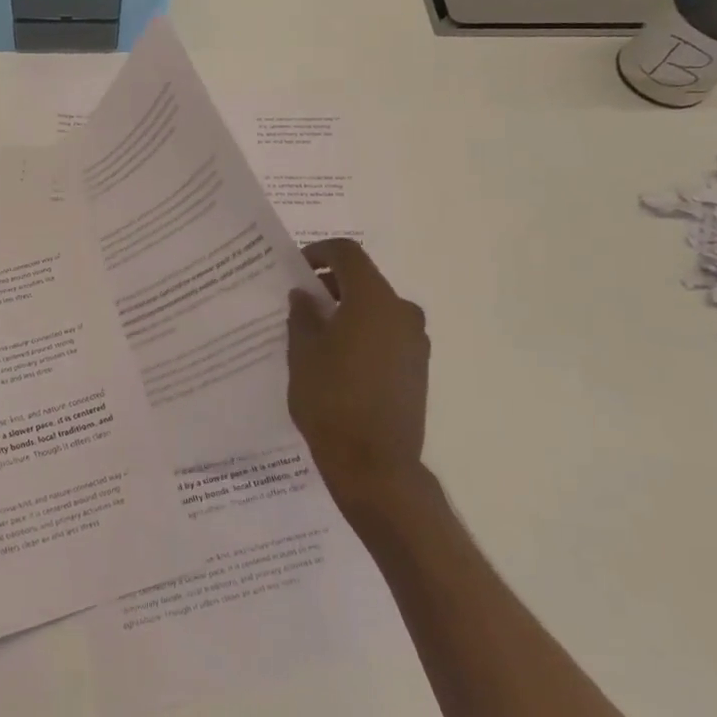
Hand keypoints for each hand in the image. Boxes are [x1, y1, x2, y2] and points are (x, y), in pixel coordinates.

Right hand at [287, 238, 430, 524]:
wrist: (375, 464)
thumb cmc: (330, 400)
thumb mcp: (302, 353)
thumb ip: (303, 315)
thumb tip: (305, 296)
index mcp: (373, 300)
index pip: (348, 254)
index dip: (320, 252)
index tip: (297, 268)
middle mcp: (402, 312)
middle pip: (365, 280)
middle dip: (332, 284)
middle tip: (302, 303)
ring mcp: (416, 341)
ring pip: (377, 308)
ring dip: (349, 309)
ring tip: (317, 333)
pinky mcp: (418, 367)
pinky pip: (387, 334)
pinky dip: (364, 332)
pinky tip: (339, 358)